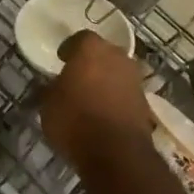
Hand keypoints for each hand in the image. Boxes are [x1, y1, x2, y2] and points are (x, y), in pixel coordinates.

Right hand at [42, 30, 155, 173]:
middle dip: (91, 63)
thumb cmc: (75, 120)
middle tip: (77, 77)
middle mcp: (117, 57)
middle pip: (103, 53)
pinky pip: (126, 94)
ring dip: (106, 82)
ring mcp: (135, 80)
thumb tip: (51, 87)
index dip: (70, 49)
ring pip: (117, 73)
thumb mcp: (48, 104)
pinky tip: (104, 114)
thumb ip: (51, 89)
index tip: (62, 60)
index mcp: (91, 48)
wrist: (117, 154)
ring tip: (91, 98)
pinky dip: (116, 100)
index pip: (80, 38)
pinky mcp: (146, 105)